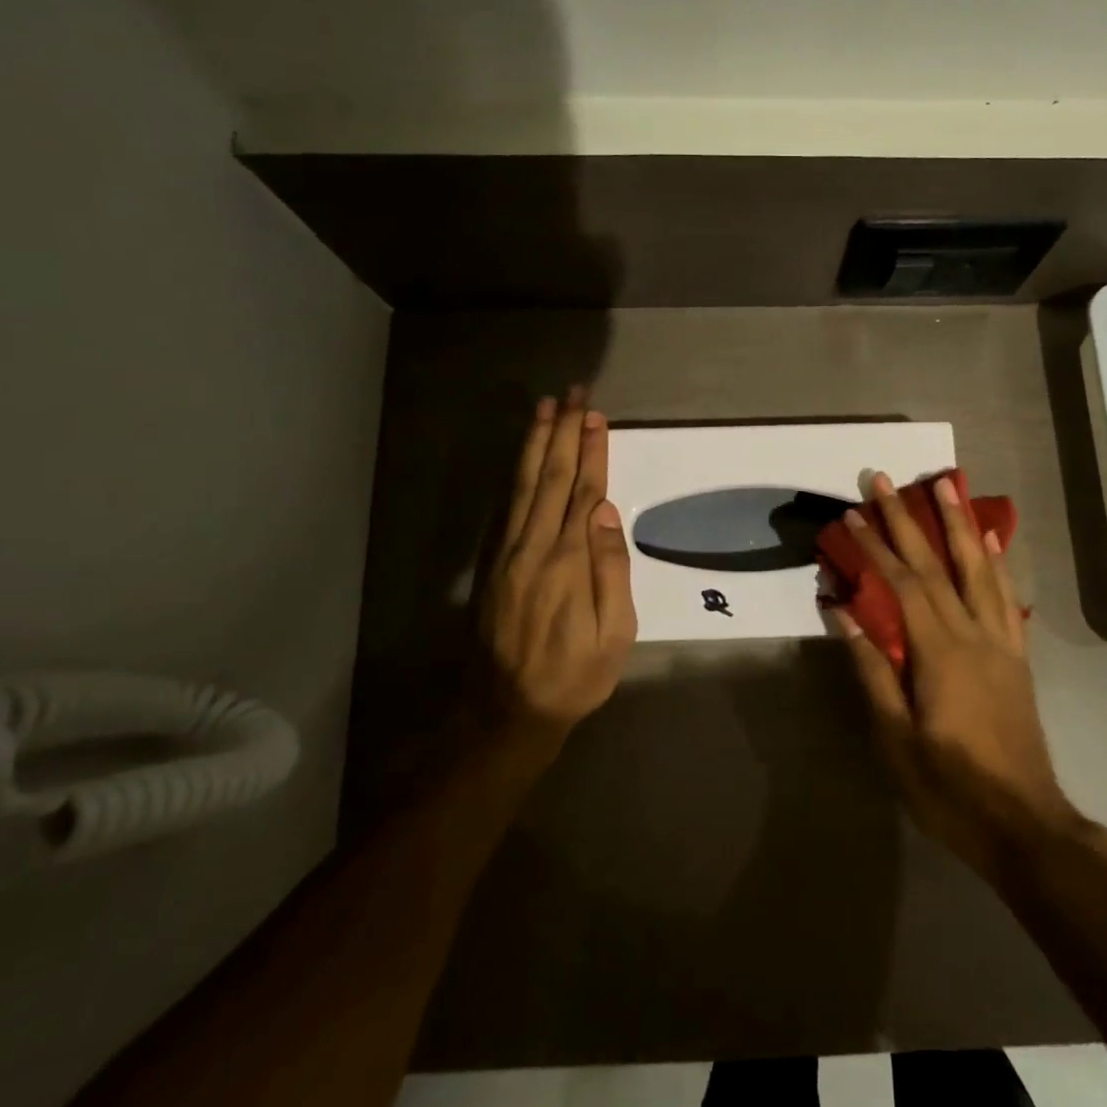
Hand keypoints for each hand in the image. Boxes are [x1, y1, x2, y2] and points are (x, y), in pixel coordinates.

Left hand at [477, 390, 635, 757]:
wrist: (507, 711)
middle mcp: (534, 548)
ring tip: (545, 410)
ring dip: (536, 445)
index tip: (595, 417)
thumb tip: (604, 513)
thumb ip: (610, 570)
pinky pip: (505, 509)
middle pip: (551, 478)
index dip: (590, 452)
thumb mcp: (613, 634)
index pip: (583, 492)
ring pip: (523, 487)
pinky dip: (515, 476)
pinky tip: (523, 458)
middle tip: (572, 395)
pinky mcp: (492, 565)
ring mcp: (508, 555)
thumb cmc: (575, 676)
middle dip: (563, 434)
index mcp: (568, 562)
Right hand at [835, 473, 1078, 880]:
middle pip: (938, 565)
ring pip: (979, 570)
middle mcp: (974, 635)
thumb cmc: (950, 788)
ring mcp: (1001, 644)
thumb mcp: (896, 738)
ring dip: (959, 525)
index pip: (904, 585)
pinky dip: (997, 564)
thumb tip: (843, 612)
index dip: (876, 547)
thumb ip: (871, 669)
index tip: (853, 514)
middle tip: (887, 480)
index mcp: (940, 653)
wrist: (1026, 826)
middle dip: (910, 520)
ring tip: (946, 487)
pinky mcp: (1017, 658)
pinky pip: (1006, 598)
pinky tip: (990, 542)